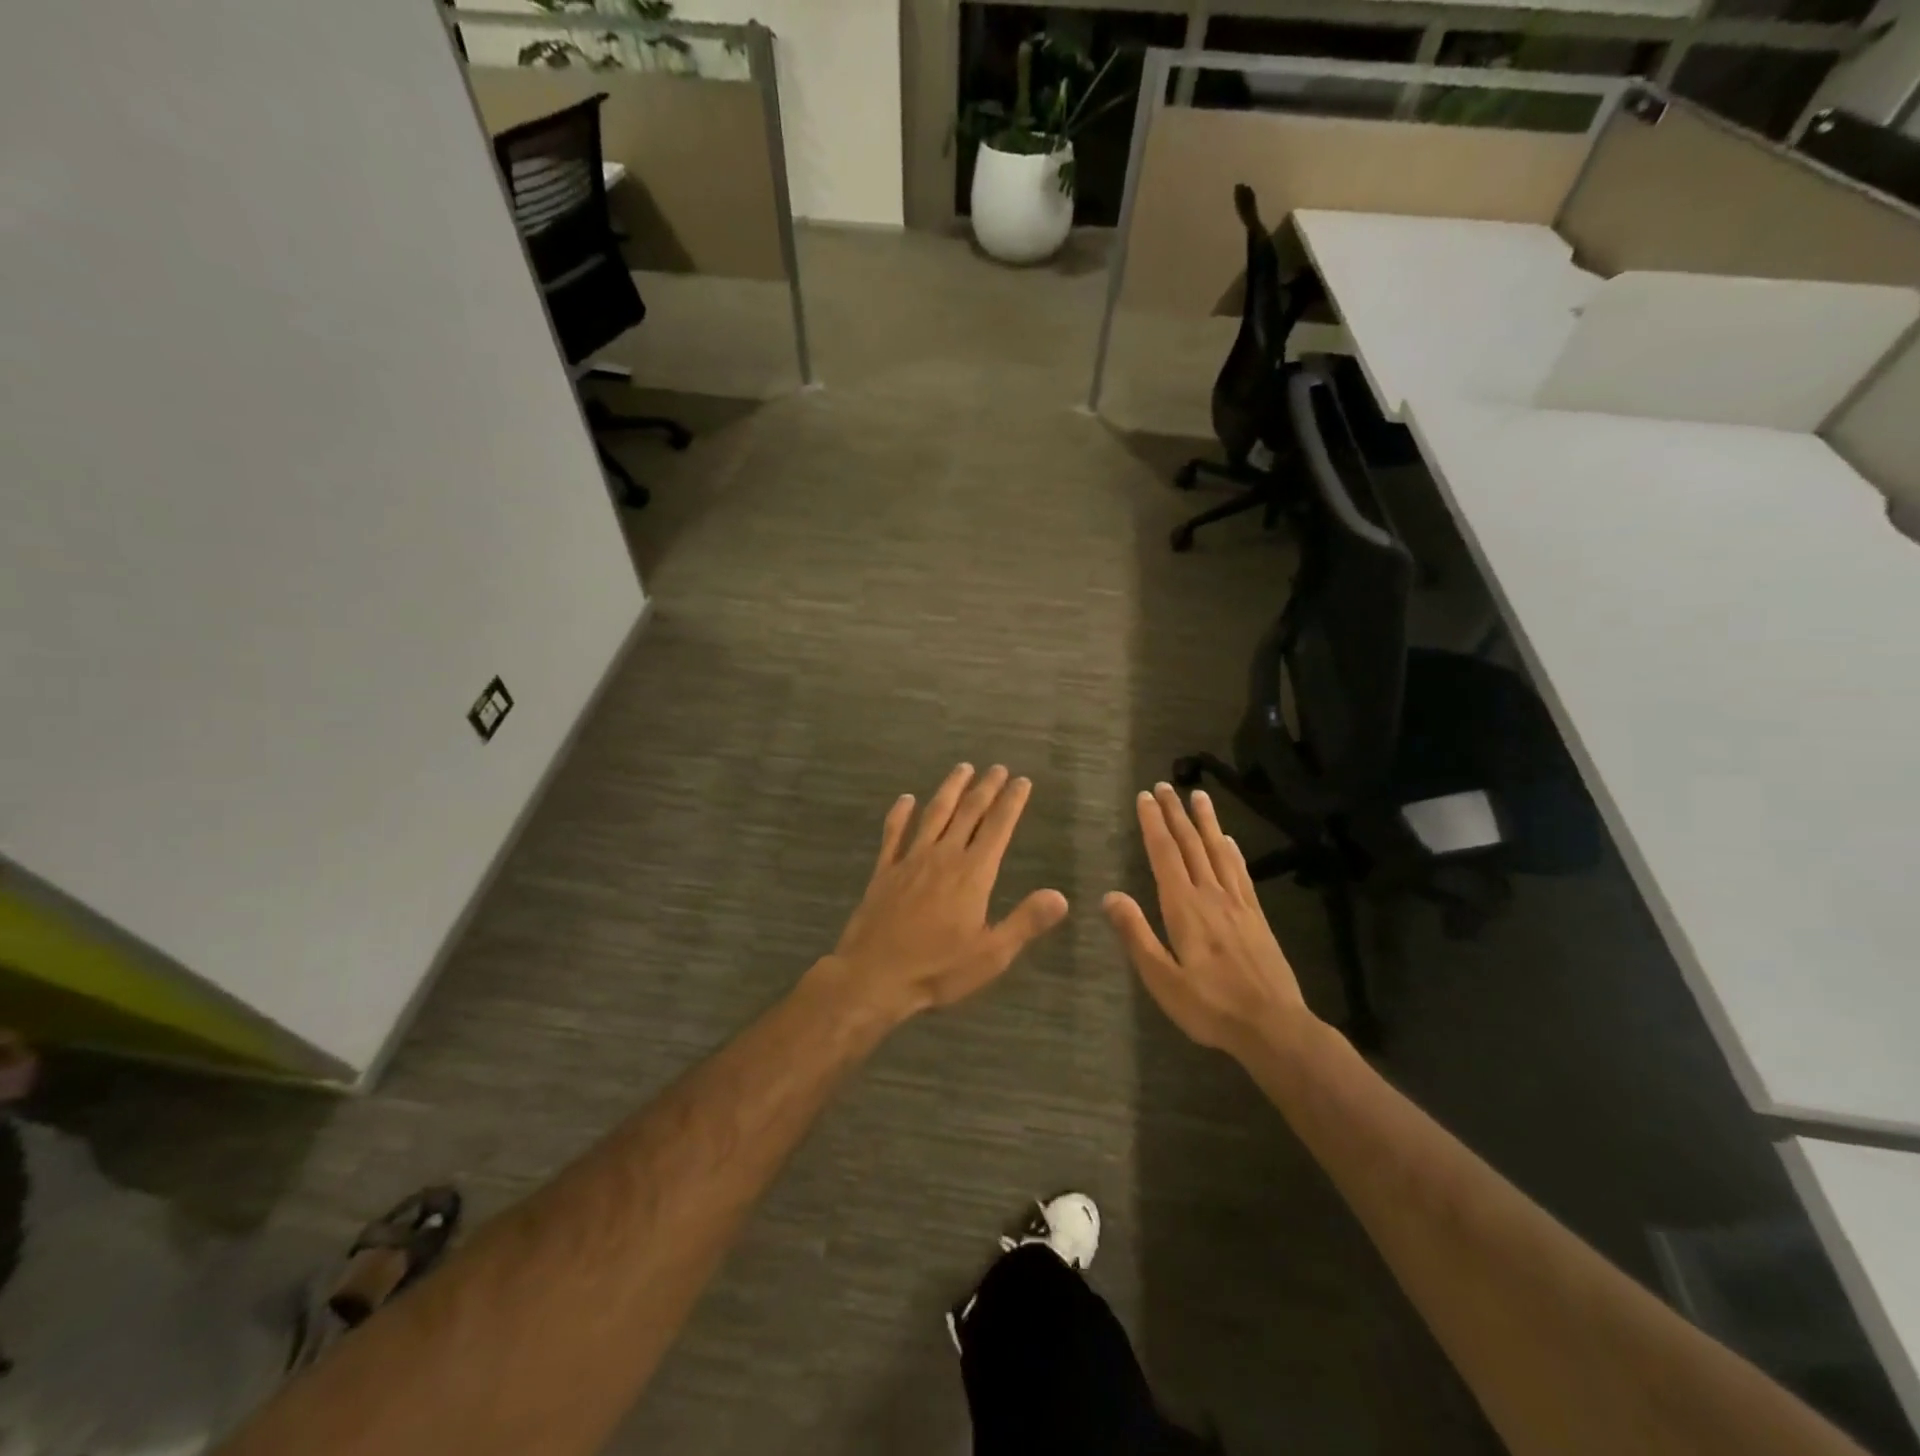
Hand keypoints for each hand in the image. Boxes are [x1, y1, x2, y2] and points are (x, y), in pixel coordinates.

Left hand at [827, 764, 1067, 1019]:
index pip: (998, 827)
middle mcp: (943, 856)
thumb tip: (1061, 896)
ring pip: (934, 814)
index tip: (1022, 781)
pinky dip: (900, 814)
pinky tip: (905, 799)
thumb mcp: (991, 954)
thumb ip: (1026, 921)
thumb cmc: (937, 969)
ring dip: (950, 789)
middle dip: (986, 788)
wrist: (873, 975)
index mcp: (972, 874)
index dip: (1012, 802)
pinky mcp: (885, 870)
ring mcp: (910, 860)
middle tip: (997, 768)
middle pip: (968, 812)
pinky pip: (893, 834)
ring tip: (963, 768)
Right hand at [1103, 783, 1317, 1059]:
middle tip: (1165, 785)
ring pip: (1218, 851)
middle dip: (1175, 813)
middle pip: (1190, 845)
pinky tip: (1228, 840)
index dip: (1153, 824)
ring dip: (1205, 822)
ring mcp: (1237, 904)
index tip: (1145, 797)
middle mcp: (1211, 895)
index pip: (1164, 855)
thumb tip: (1110, 896)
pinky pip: (1240, 872)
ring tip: (1198, 795)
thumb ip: (1136, 935)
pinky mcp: (1256, 916)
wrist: (1273, 1026)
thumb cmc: (1210, 1006)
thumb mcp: (1162, 978)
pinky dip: (1232, 850)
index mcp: (1184, 908)